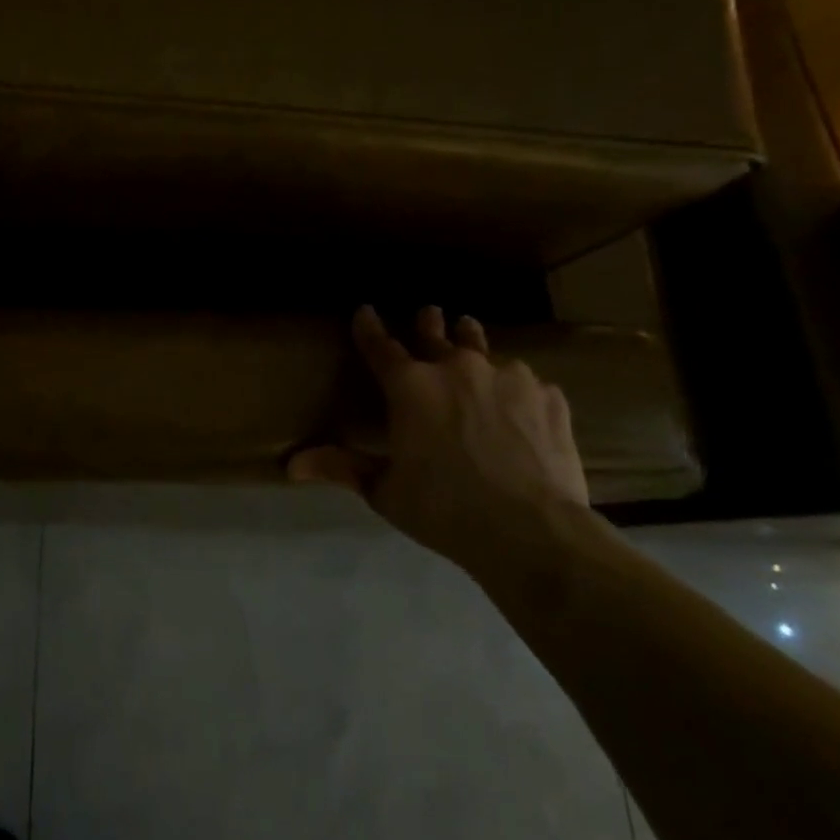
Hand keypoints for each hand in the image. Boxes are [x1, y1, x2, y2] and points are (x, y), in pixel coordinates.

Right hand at [289, 305, 588, 562]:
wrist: (532, 529)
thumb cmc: (444, 509)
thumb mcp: (384, 491)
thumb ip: (342, 467)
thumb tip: (290, 465)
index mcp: (410, 387)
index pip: (380, 346)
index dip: (369, 327)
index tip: (364, 310)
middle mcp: (457, 369)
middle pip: (436, 334)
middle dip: (428, 322)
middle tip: (428, 312)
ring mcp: (508, 377)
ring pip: (483, 348)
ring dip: (471, 340)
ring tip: (469, 330)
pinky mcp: (548, 396)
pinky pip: (526, 381)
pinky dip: (513, 386)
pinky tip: (519, 401)